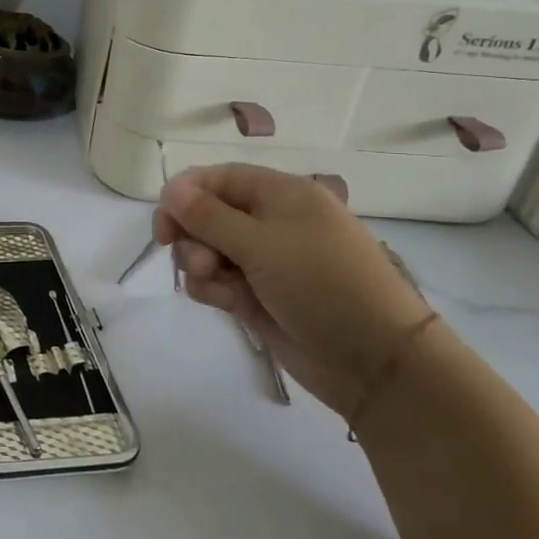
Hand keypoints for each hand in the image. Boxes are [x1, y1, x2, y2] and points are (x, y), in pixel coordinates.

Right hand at [154, 165, 432, 415]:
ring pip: (206, 249)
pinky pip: (216, 281)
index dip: (186, 194)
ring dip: (199, 264)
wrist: (374, 360)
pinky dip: (212, 289)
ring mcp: (263, 261)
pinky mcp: (256, 295)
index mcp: (280, 195)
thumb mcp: (261, 243)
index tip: (164, 222)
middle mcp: (269, 222)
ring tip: (216, 284)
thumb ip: (208, 216)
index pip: (218, 178)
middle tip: (198, 260)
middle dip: (191, 235)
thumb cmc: (322, 284)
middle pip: (206, 214)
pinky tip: (226, 304)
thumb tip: (170, 188)